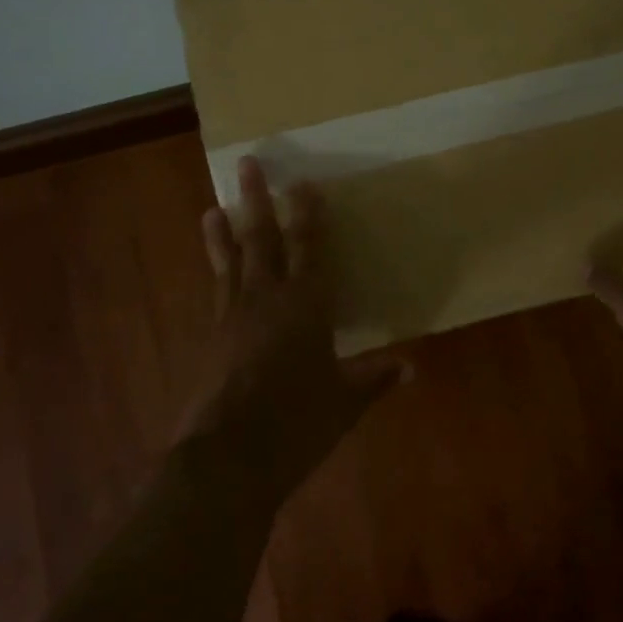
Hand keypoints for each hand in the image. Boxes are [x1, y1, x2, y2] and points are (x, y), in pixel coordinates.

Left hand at [182, 157, 411, 504]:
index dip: (308, 213)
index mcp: (306, 304)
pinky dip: (216, 274)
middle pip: (262, 238)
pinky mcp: (211, 339)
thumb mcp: (344, 402)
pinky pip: (216, 293)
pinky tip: (214, 272)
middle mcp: (266, 298)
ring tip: (212, 208)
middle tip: (247, 163)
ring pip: (230, 261)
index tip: (304, 181)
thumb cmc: (296, 422)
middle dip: (257, 199)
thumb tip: (411, 368)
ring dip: (224, 233)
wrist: (228, 458)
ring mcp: (232, 316)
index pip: (309, 247)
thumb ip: (374, 379)